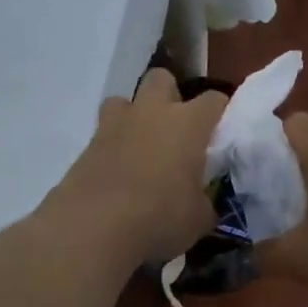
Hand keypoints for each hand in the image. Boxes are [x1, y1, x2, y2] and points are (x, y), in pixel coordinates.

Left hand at [53, 68, 227, 266]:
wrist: (93, 227)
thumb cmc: (158, 218)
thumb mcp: (198, 219)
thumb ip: (204, 202)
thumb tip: (202, 202)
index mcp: (187, 124)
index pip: (214, 99)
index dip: (220, 112)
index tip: (220, 133)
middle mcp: (151, 113)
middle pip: (162, 79)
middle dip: (170, 96)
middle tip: (175, 130)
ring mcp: (114, 125)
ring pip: (124, 100)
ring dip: (134, 116)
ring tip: (140, 146)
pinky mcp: (87, 145)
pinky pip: (103, 134)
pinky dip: (112, 147)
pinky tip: (116, 173)